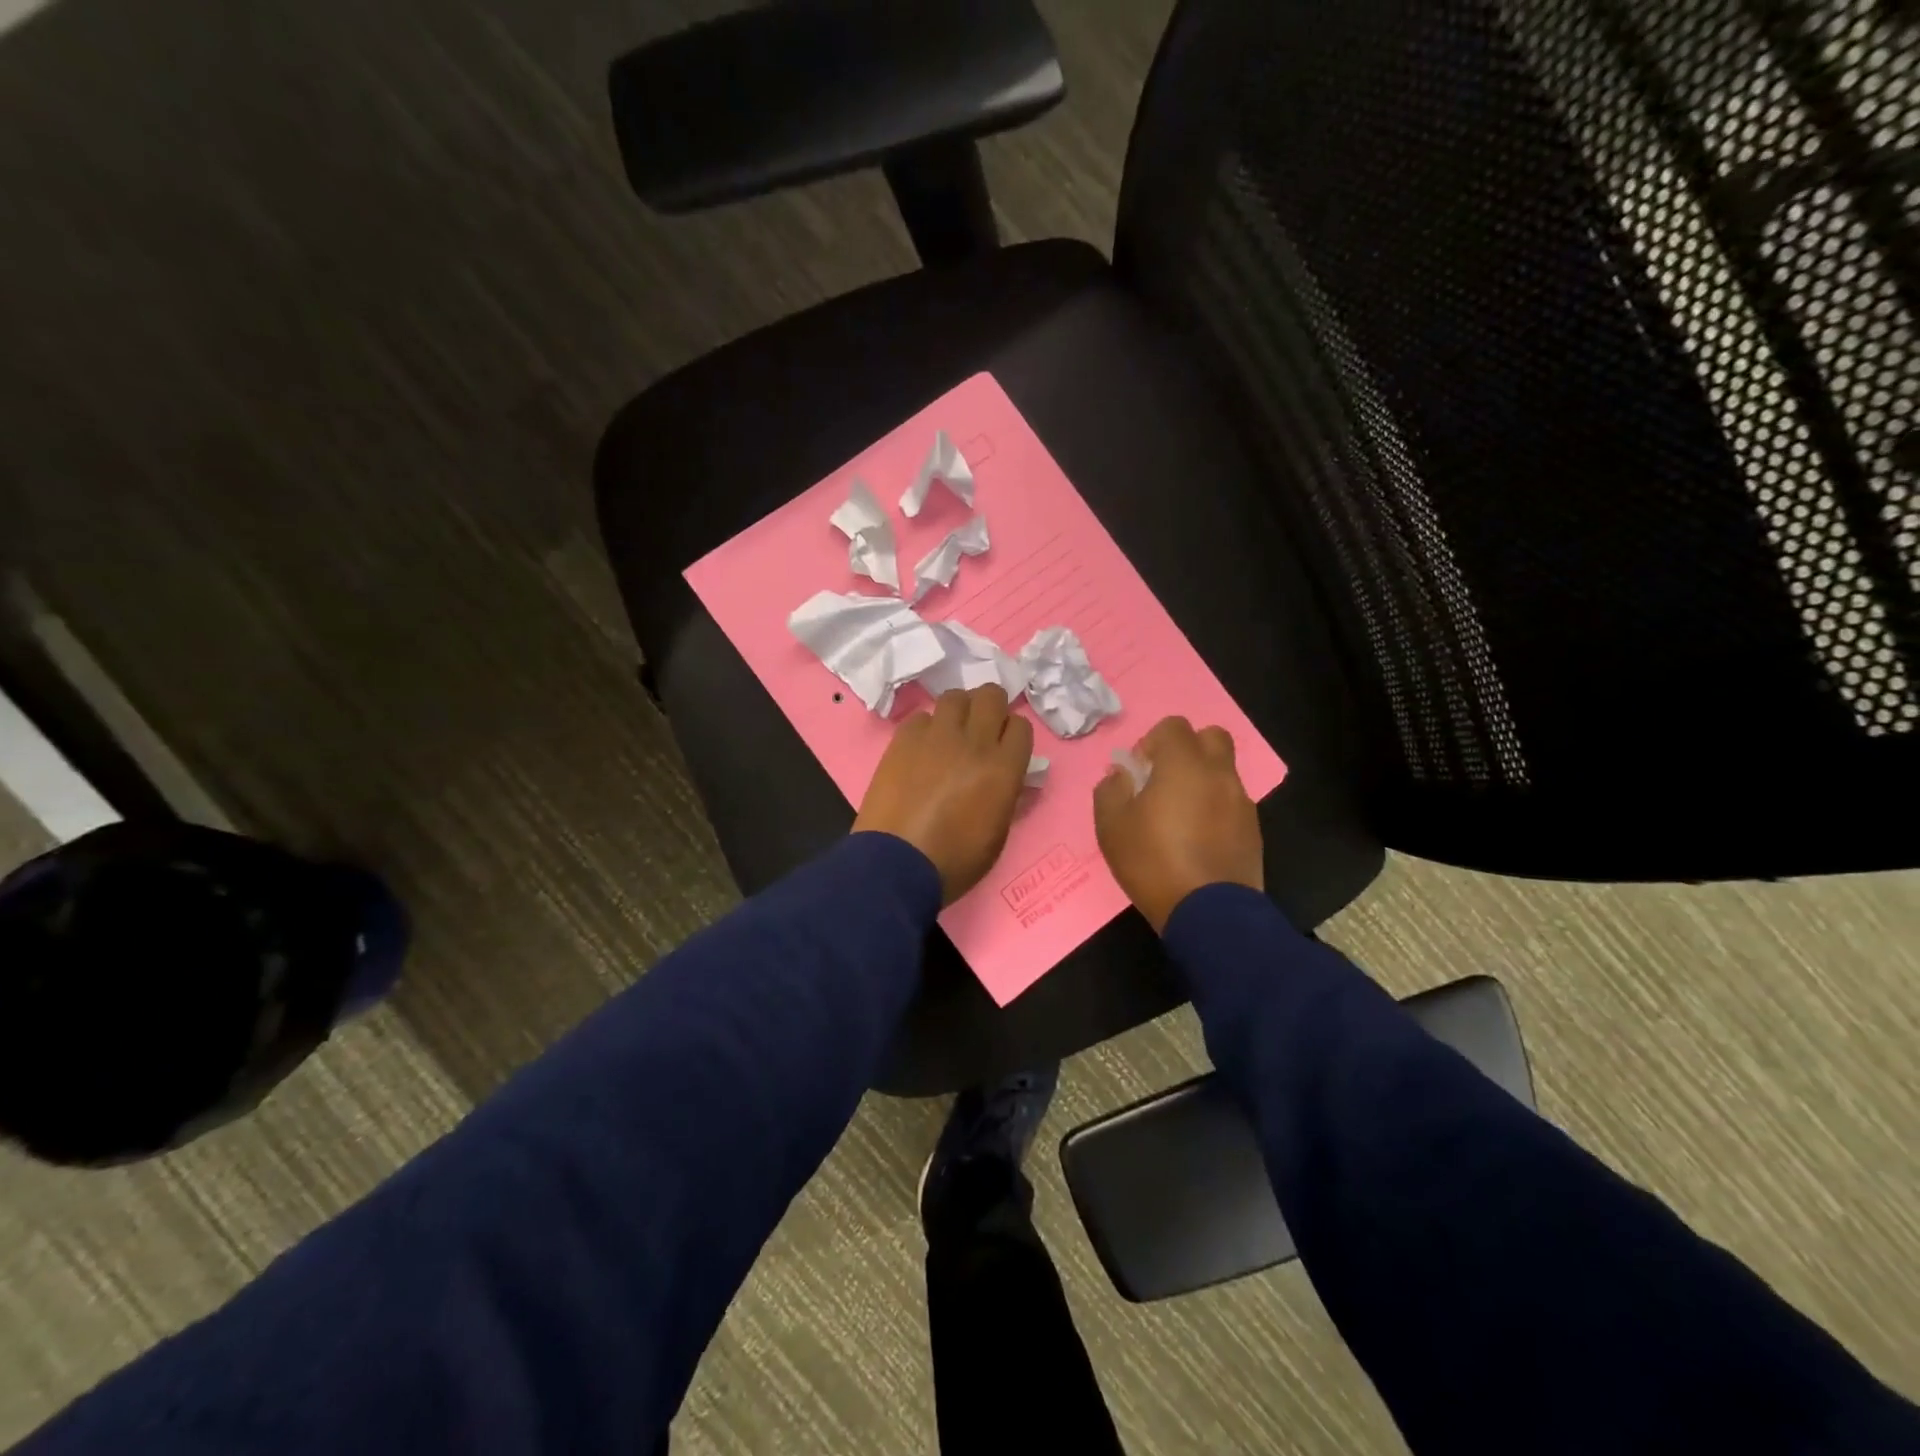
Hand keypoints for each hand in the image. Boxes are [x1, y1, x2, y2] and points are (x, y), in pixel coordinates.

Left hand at [854, 685, 1035, 903]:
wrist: (896, 864)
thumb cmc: (954, 860)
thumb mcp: (997, 834)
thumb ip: (1006, 795)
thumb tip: (1007, 777)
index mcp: (1003, 769)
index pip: (1021, 726)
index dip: (1013, 735)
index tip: (1004, 747)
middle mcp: (974, 742)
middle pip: (990, 696)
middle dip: (990, 707)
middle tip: (981, 728)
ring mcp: (936, 736)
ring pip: (955, 697)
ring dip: (959, 711)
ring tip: (951, 732)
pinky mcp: (903, 739)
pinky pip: (921, 717)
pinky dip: (926, 728)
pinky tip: (920, 749)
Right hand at [1093, 716, 1263, 932]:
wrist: (1209, 913)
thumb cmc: (1152, 861)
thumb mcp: (1111, 827)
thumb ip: (1110, 791)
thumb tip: (1119, 775)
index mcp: (1184, 765)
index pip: (1174, 726)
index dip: (1153, 741)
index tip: (1140, 771)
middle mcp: (1219, 774)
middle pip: (1212, 737)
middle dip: (1188, 749)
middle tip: (1165, 780)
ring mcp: (1242, 802)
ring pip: (1224, 772)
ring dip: (1203, 781)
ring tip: (1180, 816)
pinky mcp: (1254, 830)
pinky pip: (1233, 803)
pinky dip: (1216, 808)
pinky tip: (1198, 839)